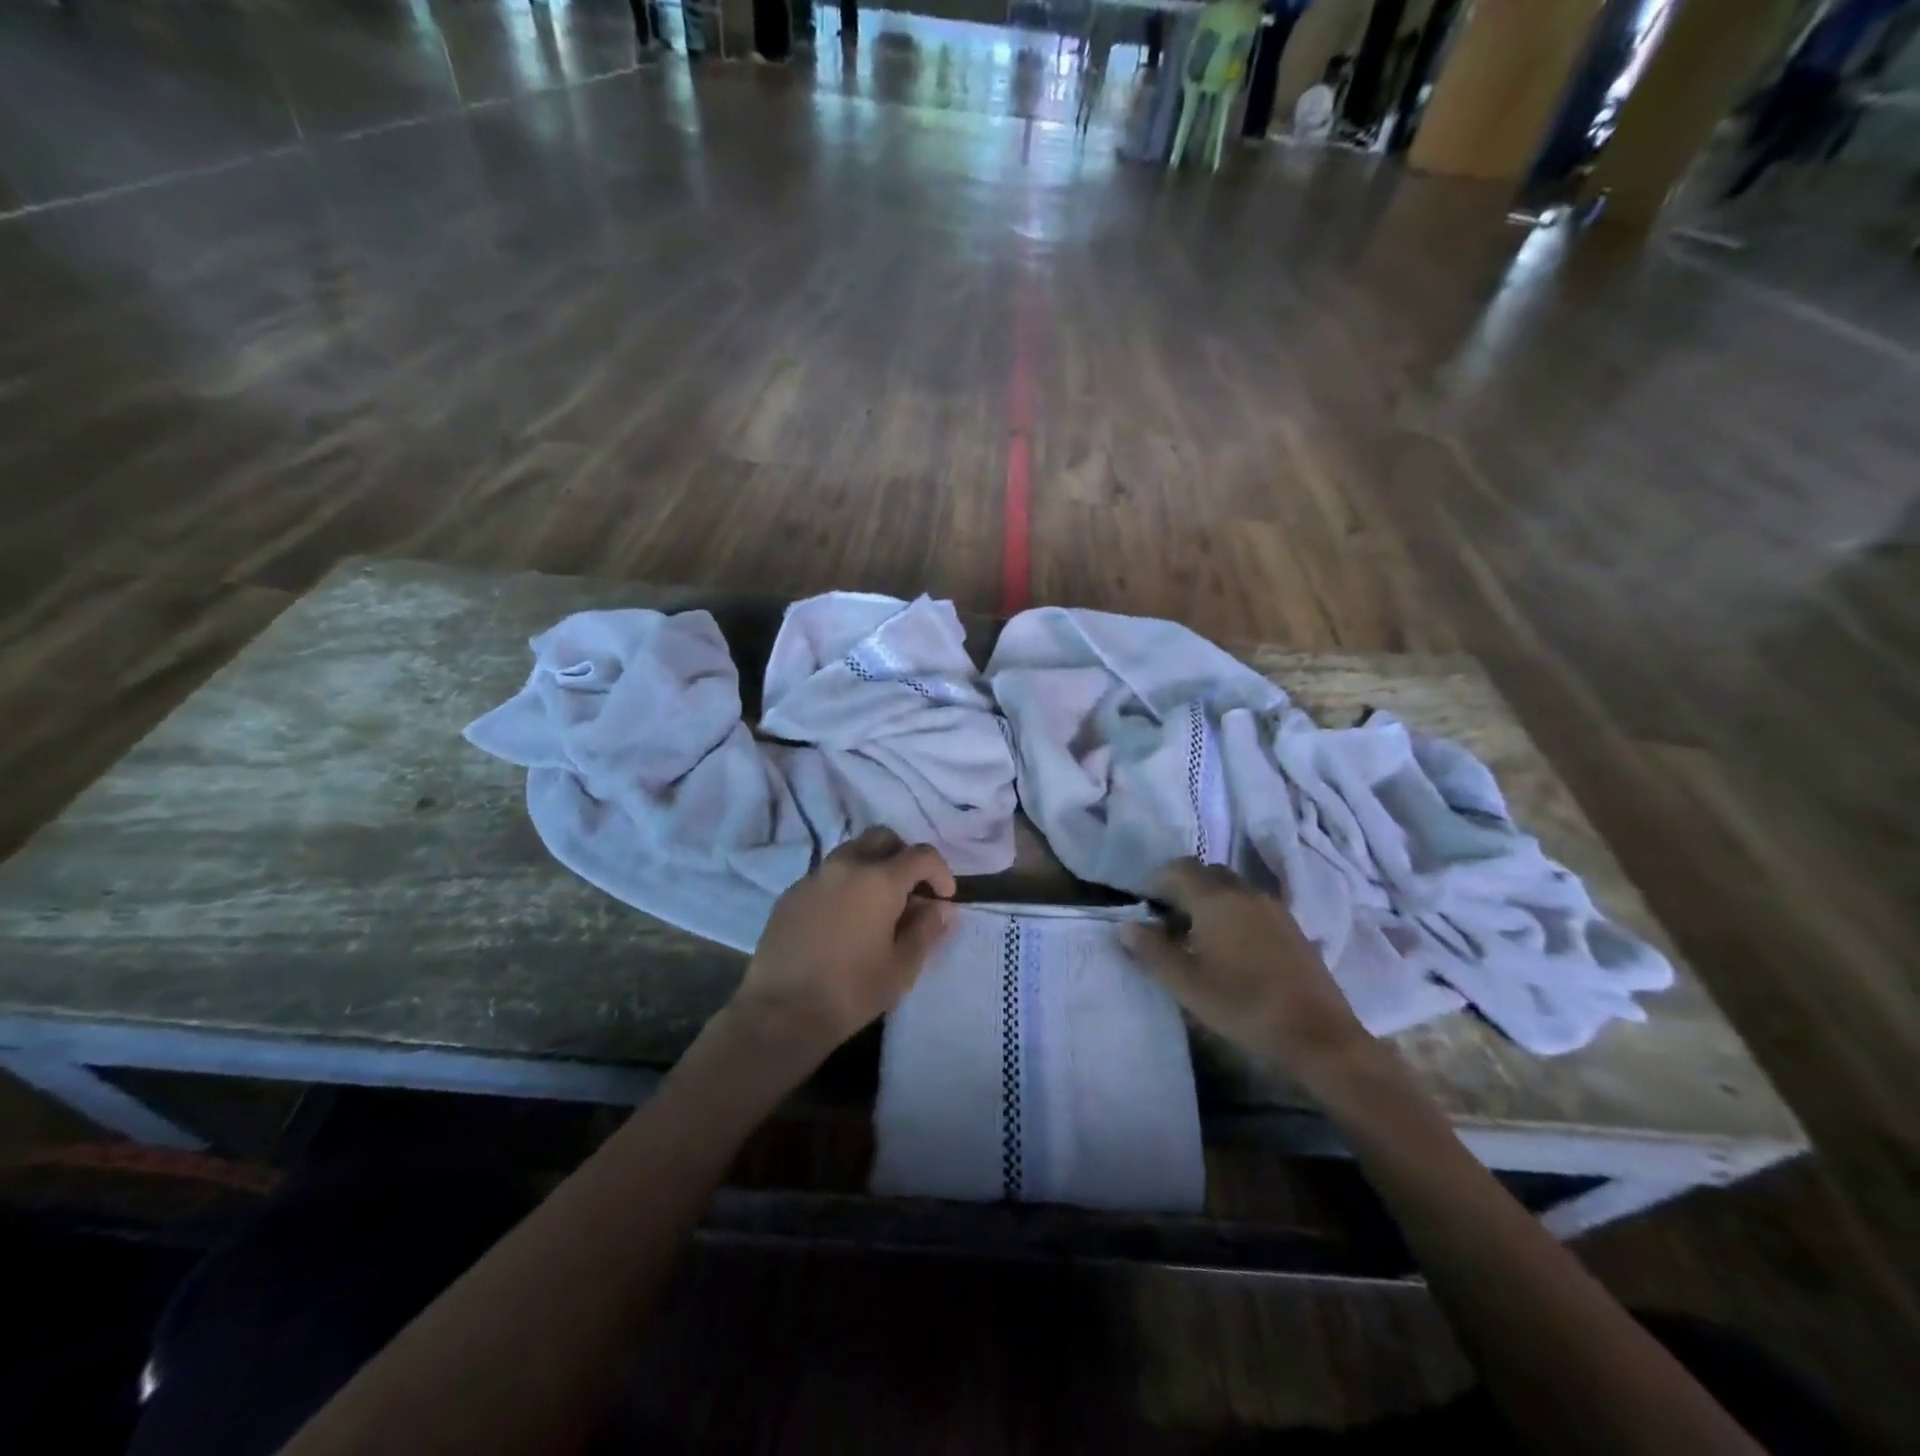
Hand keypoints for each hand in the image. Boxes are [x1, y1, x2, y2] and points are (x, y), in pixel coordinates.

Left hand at [730, 827, 956, 1059]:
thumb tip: (941, 908)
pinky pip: (827, 874)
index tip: (944, 898)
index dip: (941, 872)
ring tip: (877, 905)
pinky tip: (844, 919)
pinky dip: (845, 884)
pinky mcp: (790, 893)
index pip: (921, 855)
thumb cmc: (851, 991)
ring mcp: (814, 876)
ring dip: (873, 866)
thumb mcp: (902, 966)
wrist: (780, 1013)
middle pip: (883, 838)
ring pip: (852, 851)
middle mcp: (846, 865)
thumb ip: (926, 929)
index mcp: (879, 880)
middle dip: (904, 857)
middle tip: (911, 891)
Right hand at [1120, 859, 1371, 1075]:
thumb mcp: (1186, 983)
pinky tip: (1230, 950)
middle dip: (1182, 889)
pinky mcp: (1292, 928)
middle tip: (1166, 921)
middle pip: (1206, 874)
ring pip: (1231, 889)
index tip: (1142, 907)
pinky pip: (1252, 906)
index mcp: (1216, 899)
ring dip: (1209, 902)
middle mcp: (1245, 892)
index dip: (1155, 882)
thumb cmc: (1242, 1005)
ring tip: (1195, 938)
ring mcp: (1273, 908)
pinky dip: (1233, 915)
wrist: (1317, 1035)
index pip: (1178, 869)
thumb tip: (1125, 926)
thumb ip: (1152, 951)